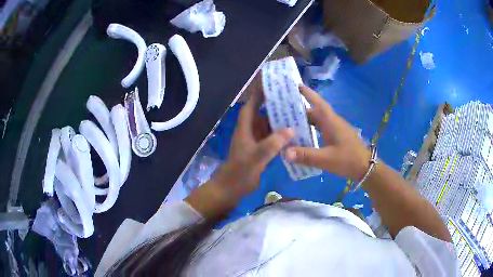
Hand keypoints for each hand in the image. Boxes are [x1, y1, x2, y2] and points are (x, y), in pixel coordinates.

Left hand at [213, 89, 293, 199]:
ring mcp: (255, 142)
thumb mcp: (257, 156)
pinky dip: (280, 137)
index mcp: (245, 129)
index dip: (258, 95)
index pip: (251, 106)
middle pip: (262, 115)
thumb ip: (273, 143)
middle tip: (292, 100)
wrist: (232, 188)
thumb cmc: (240, 171)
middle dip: (274, 107)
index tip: (270, 85)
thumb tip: (291, 129)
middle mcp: (250, 132)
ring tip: (296, 116)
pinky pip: (271, 139)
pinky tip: (293, 136)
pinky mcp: (260, 151)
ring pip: (268, 127)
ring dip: (279, 123)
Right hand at [285, 86, 369, 180]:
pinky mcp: (337, 137)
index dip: (307, 93)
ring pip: (318, 121)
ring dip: (305, 120)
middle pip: (315, 112)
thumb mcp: (326, 159)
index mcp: (331, 122)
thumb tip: (284, 152)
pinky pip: (321, 128)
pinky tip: (304, 136)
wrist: (366, 168)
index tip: (296, 85)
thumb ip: (306, 155)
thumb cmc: (348, 160)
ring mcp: (336, 129)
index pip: (318, 103)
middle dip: (300, 109)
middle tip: (283, 109)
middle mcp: (333, 122)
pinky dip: (311, 129)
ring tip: (289, 122)